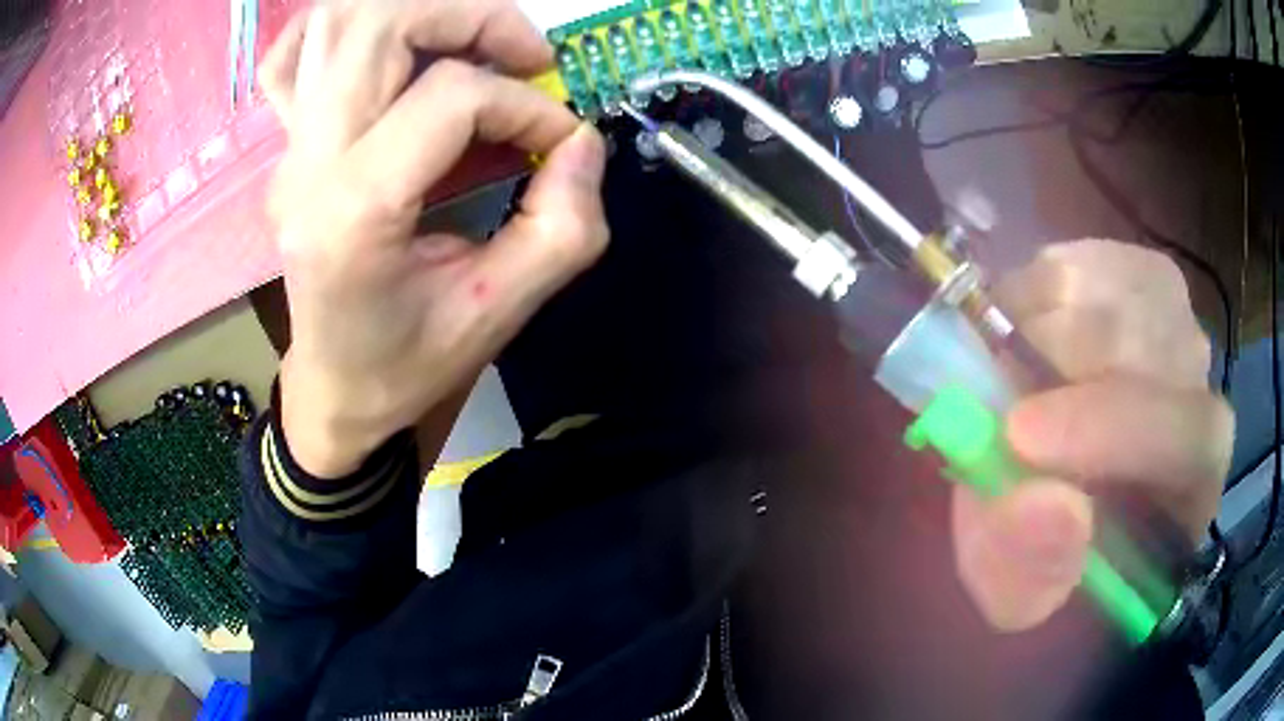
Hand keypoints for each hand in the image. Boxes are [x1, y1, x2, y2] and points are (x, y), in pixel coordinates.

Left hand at [260, 0, 608, 476]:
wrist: (335, 390)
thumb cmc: (408, 364)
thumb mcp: (500, 312)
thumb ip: (563, 226)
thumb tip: (582, 140)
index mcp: (353, 212)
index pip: (449, 98)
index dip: (525, 104)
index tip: (560, 139)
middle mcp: (308, 164)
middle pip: (381, 25)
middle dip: (473, 19)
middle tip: (525, 55)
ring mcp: (289, 149)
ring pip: (338, 23)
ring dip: (420, 13)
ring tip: (472, 43)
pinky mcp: (288, 146)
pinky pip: (294, 56)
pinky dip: (344, 28)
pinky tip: (388, 45)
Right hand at [952, 240, 1234, 631]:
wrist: (1051, 485)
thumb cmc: (1048, 550)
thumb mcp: (1019, 591)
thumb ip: (1029, 570)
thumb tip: (1048, 503)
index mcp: (1192, 480)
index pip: (1188, 435)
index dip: (1110, 428)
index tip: (1017, 436)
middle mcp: (1197, 383)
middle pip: (1144, 340)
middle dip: (1051, 367)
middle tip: (989, 401)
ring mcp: (1169, 315)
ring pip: (1107, 288)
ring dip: (1033, 329)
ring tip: (1002, 378)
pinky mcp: (1127, 274)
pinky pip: (1077, 259)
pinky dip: (1030, 292)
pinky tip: (1019, 336)